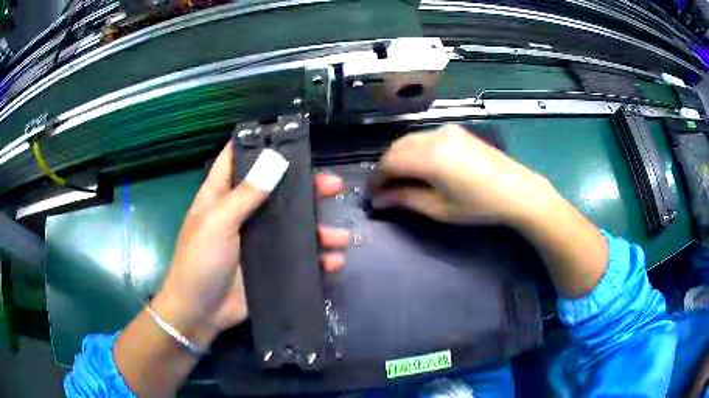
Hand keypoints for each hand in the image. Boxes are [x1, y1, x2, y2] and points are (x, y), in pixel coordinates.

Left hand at [154, 143, 349, 344]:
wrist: (200, 313)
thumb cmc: (199, 262)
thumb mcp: (217, 223)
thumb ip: (244, 195)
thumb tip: (274, 160)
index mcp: (222, 196)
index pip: (237, 159)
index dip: (257, 144)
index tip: (287, 136)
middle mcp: (242, 213)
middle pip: (277, 191)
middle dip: (306, 188)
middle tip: (333, 186)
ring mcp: (258, 241)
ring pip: (293, 225)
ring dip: (318, 229)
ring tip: (341, 237)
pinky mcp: (270, 265)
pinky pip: (297, 257)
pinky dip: (316, 259)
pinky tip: (333, 262)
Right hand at [370, 124, 553, 225]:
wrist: (517, 191)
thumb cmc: (479, 206)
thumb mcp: (439, 209)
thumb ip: (405, 200)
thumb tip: (379, 200)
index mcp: (429, 157)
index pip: (388, 163)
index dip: (376, 179)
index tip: (373, 195)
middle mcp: (434, 136)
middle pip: (396, 148)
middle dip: (386, 168)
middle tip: (385, 189)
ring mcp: (446, 130)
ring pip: (409, 140)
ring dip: (399, 158)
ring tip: (402, 179)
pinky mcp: (456, 131)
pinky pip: (425, 137)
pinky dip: (414, 150)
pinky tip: (421, 166)